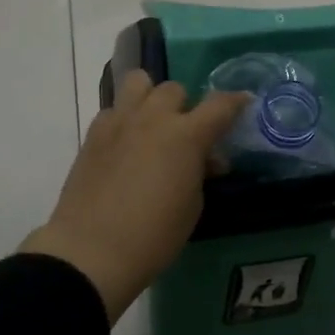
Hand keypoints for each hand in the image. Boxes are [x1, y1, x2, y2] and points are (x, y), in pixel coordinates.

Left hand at [22, 70, 247, 322]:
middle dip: (185, 107)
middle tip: (185, 135)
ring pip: (138, 82)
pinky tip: (125, 145)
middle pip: (175, 89)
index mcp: (186, 135)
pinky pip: (114, 109)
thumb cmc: (153, 236)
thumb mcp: (192, 206)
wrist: (90, 252)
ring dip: (151, 97)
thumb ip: (200, 171)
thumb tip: (204, 158)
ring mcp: (119, 121)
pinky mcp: (93, 134)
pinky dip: (125, 119)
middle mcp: (153, 118)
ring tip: (152, 124)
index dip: (236, 102)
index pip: (220, 104)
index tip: (244, 102)